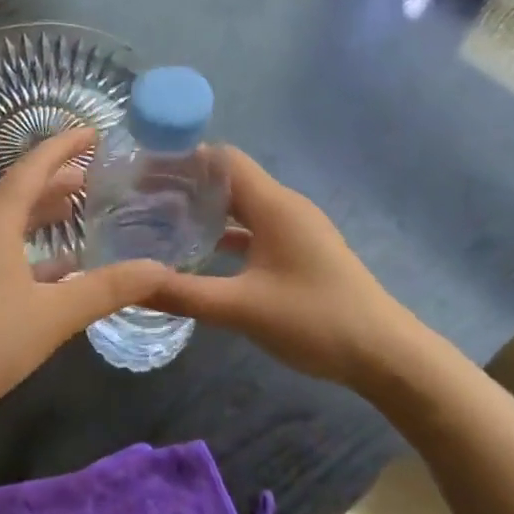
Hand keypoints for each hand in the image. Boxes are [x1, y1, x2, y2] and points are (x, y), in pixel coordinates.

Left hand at [0, 129, 166, 420]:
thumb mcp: (54, 314)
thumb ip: (107, 289)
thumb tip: (158, 270)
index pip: (32, 169)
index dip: (63, 147)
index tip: (93, 132)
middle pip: (19, 193)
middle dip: (56, 181)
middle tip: (94, 176)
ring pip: (8, 223)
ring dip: (41, 214)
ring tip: (77, 210)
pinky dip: (29, 248)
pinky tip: (55, 267)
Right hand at [144, 148, 429, 392]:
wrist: (385, 355)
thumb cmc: (315, 320)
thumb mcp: (241, 308)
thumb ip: (182, 293)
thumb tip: (128, 284)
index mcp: (273, 205)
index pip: (221, 158)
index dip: (181, 158)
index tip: (141, 170)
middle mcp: (284, 207)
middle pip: (228, 178)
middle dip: (185, 183)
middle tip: (139, 197)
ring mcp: (295, 229)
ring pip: (241, 205)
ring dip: (204, 208)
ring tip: (160, 219)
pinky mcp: (299, 251)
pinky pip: (254, 228)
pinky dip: (225, 231)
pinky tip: (199, 250)